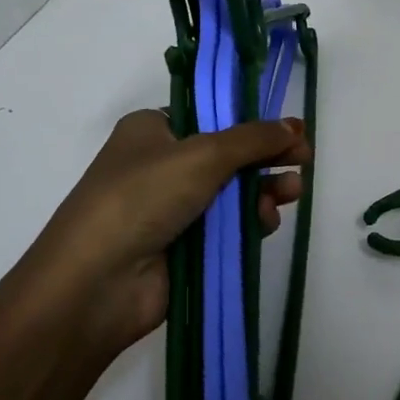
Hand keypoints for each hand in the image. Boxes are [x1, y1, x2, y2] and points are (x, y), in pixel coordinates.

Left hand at [22, 110, 310, 354]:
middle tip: (304, 160)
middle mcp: (161, 165)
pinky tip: (265, 222)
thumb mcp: (203, 154)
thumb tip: (295, 125)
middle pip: (229, 154)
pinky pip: (228, 226)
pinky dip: (250, 221)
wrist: (96, 284)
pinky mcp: (185, 246)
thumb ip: (254, 139)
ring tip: (290, 193)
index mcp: (152, 130)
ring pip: (234, 192)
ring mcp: (172, 208)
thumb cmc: (142, 198)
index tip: (291, 130)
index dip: (254, 122)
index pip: (212, 115)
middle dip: (267, 158)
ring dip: (264, 190)